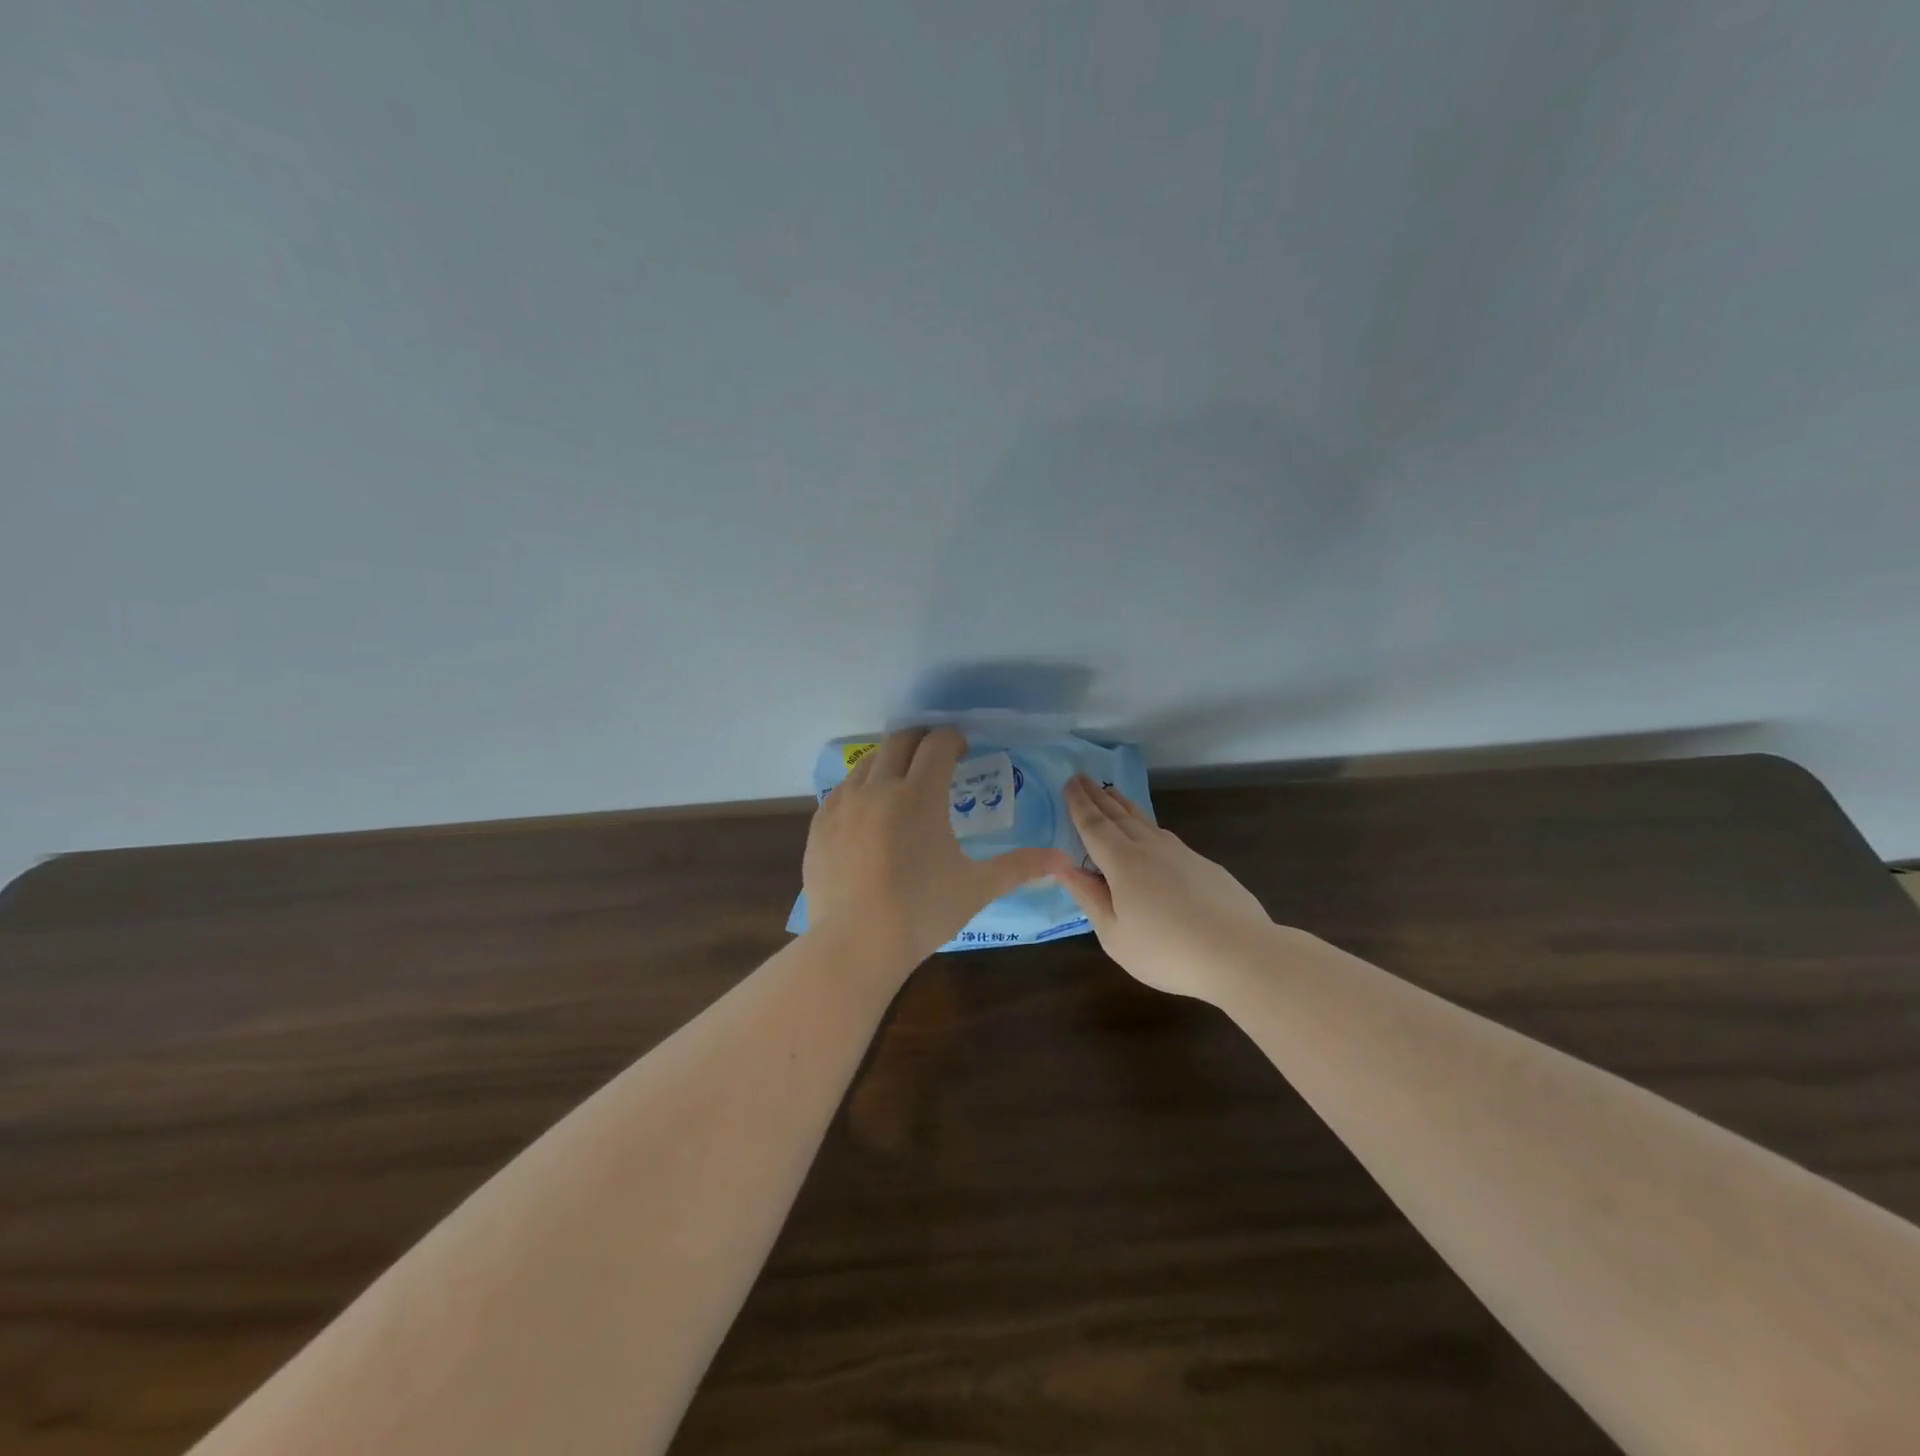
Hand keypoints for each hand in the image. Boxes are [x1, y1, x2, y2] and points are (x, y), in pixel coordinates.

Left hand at [803, 728, 1071, 975]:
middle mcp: (878, 787)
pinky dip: (861, 788)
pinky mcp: (820, 824)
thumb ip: (1019, 866)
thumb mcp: (976, 887)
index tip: (963, 751)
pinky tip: (869, 813)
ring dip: (889, 761)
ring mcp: (843, 804)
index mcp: (919, 795)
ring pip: (867, 762)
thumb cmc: (921, 913)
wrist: (854, 945)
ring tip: (903, 784)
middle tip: (936, 758)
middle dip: (921, 741)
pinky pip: (842, 790)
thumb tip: (1062, 859)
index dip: (954, 739)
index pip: (938, 744)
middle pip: (899, 740)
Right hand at [1056, 776, 1276, 998]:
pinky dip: (1147, 824)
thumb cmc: (1167, 951)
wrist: (1240, 954)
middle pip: (1118, 815)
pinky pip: (1164, 835)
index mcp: (1122, 863)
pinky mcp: (1203, 864)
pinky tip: (1149, 830)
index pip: (1093, 825)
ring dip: (1123, 805)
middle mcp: (1149, 847)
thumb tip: (1062, 867)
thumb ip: (1088, 897)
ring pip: (1144, 820)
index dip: (1079, 804)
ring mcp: (1180, 853)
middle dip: (1097, 796)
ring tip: (1111, 793)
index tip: (1068, 782)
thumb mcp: (1115, 934)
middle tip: (1082, 777)